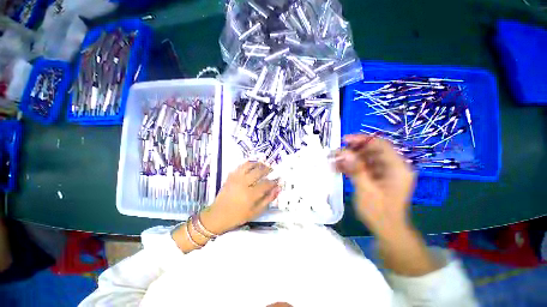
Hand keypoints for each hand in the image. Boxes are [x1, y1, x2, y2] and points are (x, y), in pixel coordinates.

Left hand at [200, 161, 280, 233]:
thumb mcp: (256, 212)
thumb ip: (268, 199)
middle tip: (272, 169)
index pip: (266, 184)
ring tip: (263, 164)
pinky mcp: (230, 176)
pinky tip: (252, 165)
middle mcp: (243, 184)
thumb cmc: (238, 216)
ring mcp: (236, 178)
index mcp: (250, 195)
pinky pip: (240, 166)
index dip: (274, 181)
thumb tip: (277, 189)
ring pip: (249, 165)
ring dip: (258, 164)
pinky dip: (248, 164)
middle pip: (259, 171)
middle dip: (267, 169)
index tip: (278, 180)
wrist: (217, 215)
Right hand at [335, 135, 415, 236]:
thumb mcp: (366, 190)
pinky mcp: (376, 178)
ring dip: (349, 159)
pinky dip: (350, 167)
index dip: (363, 139)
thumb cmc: (379, 212)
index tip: (345, 140)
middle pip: (371, 151)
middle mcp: (392, 167)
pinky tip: (337, 168)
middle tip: (335, 153)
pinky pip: (363, 167)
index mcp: (397, 168)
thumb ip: (356, 169)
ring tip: (333, 160)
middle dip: (352, 151)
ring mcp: (384, 172)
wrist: (387, 230)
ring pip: (365, 159)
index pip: (381, 145)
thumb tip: (345, 152)